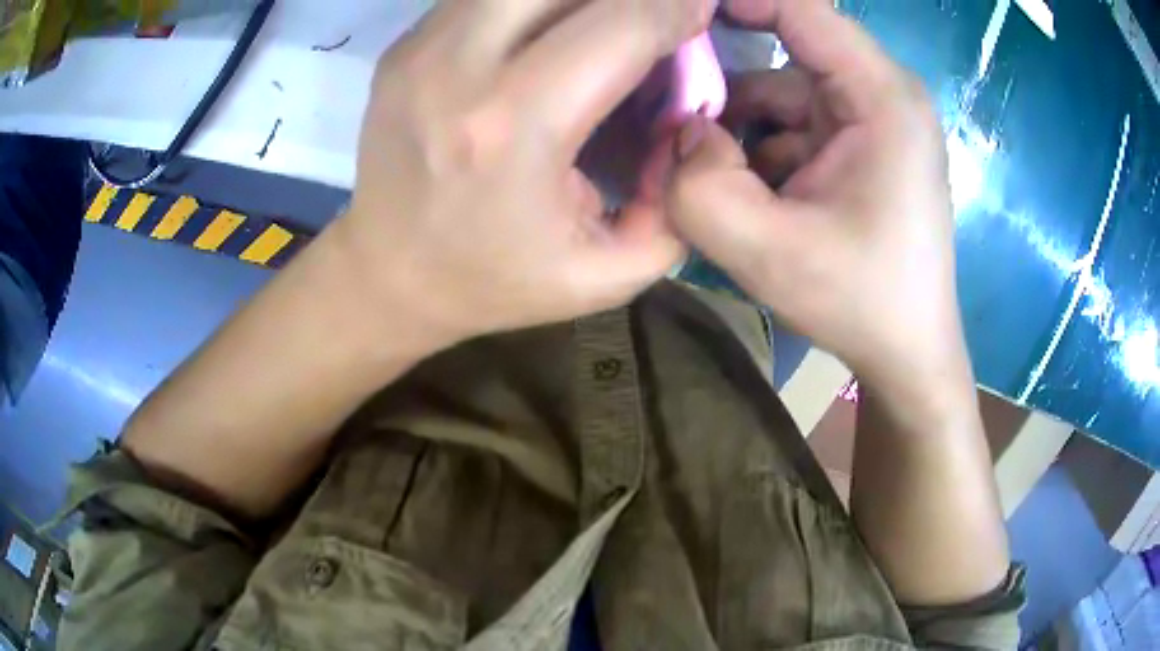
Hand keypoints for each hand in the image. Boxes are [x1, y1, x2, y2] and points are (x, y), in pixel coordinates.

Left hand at [336, 0, 716, 348]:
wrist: (387, 275)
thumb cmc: (493, 281)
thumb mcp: (605, 276)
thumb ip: (672, 205)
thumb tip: (692, 127)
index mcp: (516, 127)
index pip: (622, 25)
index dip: (676, 7)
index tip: (702, 11)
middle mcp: (460, 68)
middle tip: (652, 15)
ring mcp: (422, 49)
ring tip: (603, 23)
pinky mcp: (405, 45)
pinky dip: (532, 3)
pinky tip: (549, 29)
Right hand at [668, 0, 970, 397]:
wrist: (909, 354)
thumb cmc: (860, 303)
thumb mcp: (767, 253)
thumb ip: (698, 186)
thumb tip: (678, 132)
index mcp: (881, 97)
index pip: (799, 8)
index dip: (733, 1)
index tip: (672, 18)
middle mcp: (882, 94)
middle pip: (785, 50)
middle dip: (722, 78)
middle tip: (666, 112)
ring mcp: (871, 121)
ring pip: (782, 91)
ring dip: (736, 123)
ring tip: (701, 171)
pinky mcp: (860, 147)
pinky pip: (794, 123)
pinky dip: (757, 146)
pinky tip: (740, 191)